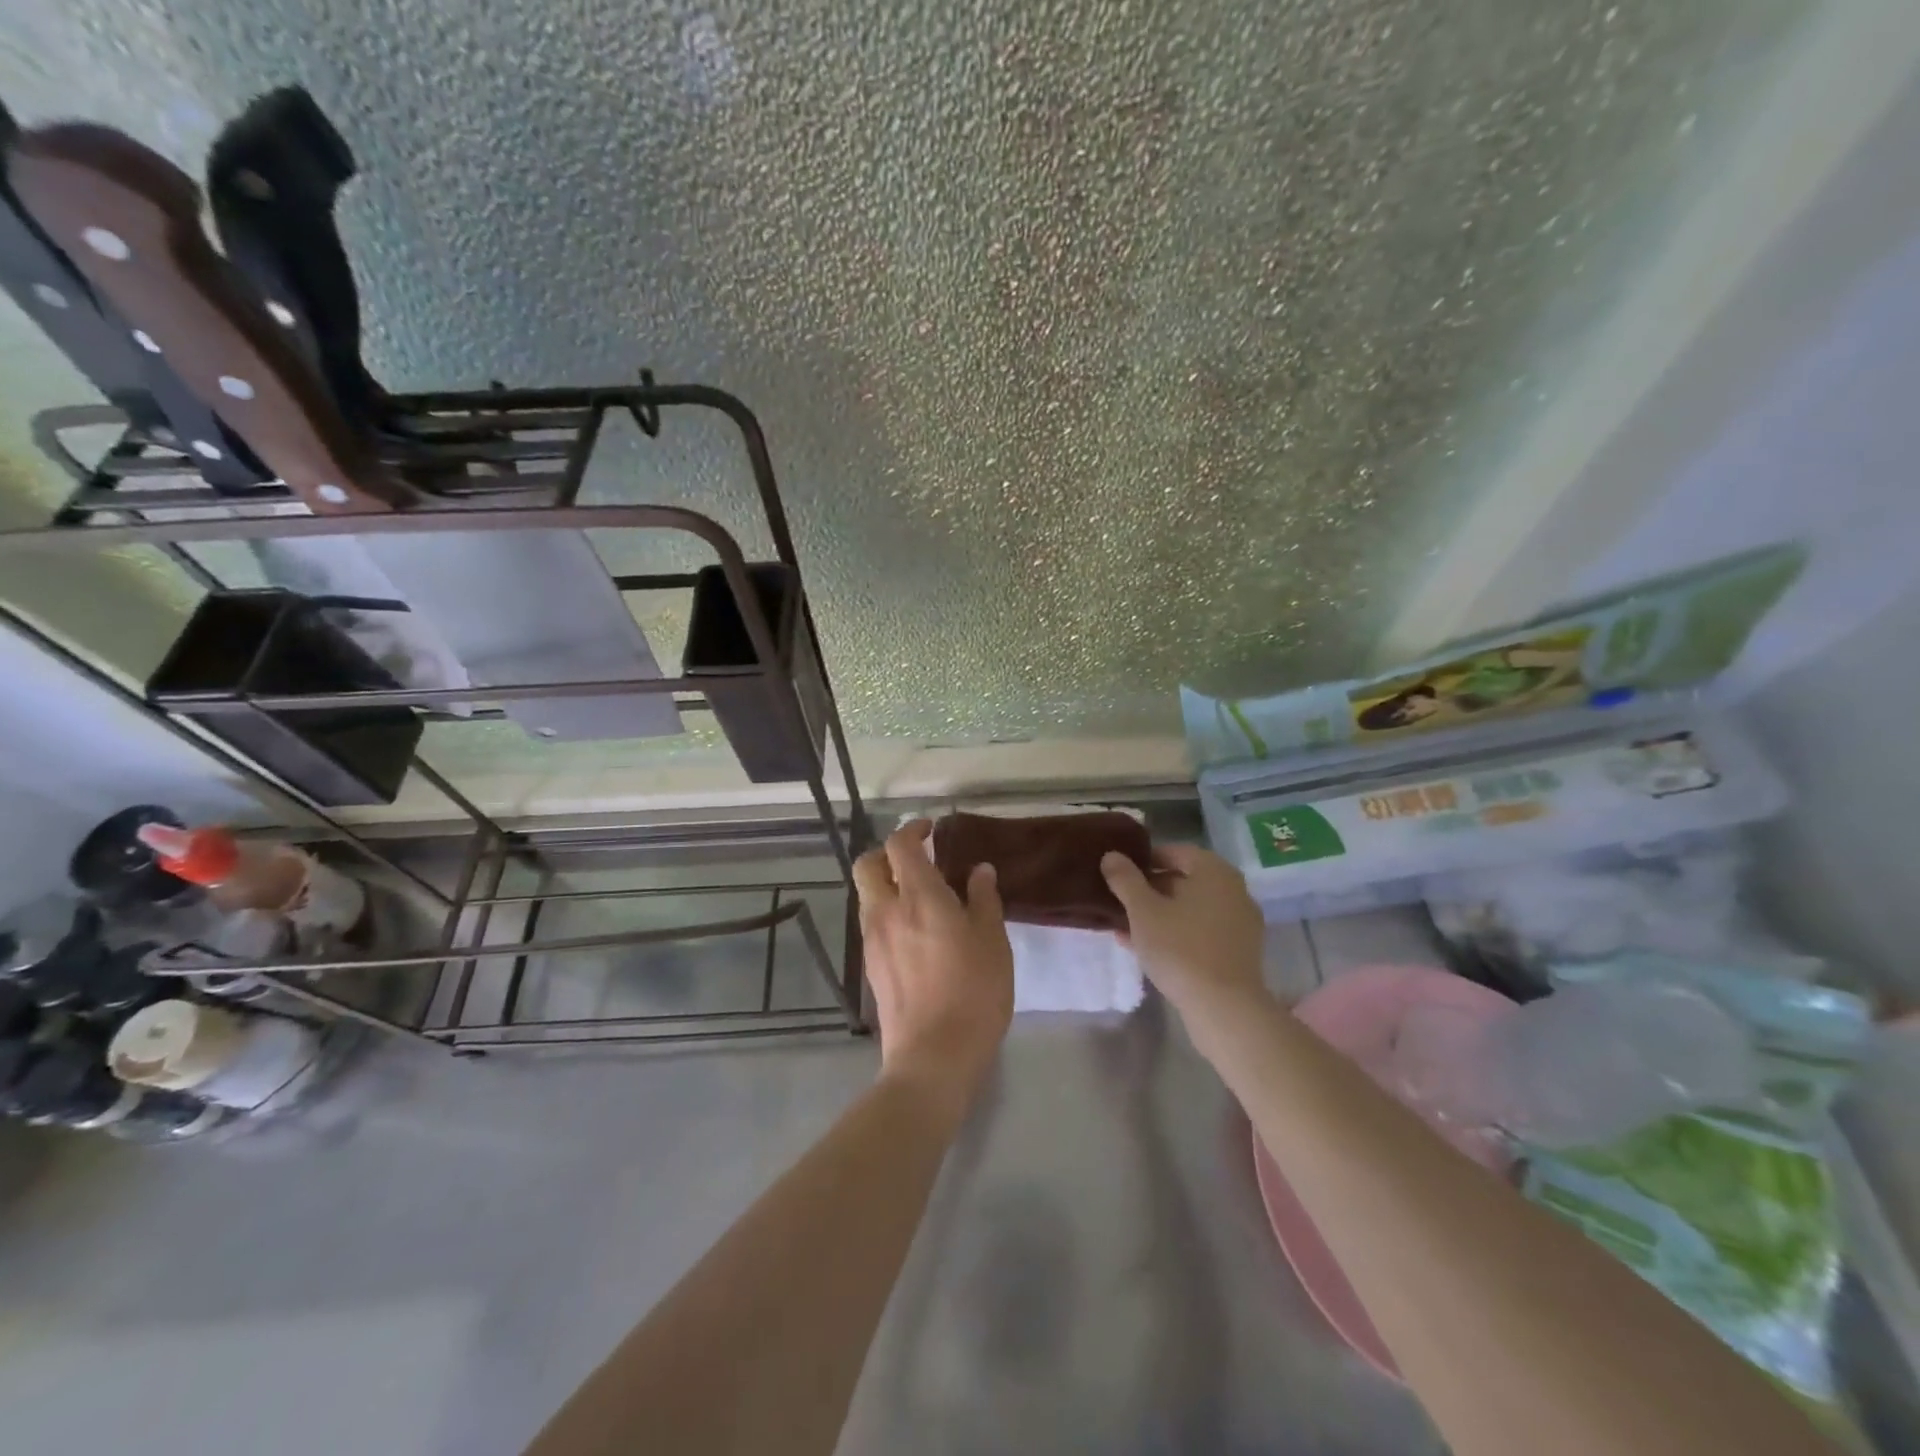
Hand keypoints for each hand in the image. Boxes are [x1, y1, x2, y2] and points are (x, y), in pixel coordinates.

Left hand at [854, 820, 1013, 1109]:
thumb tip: (979, 870)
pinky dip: (888, 911)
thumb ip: (984, 899)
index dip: (913, 830)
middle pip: (868, 865)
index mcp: (917, 896)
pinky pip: (873, 922)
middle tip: (918, 860)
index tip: (932, 830)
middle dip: (888, 854)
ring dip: (887, 883)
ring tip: (923, 897)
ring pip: (867, 894)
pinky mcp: (871, 966)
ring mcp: (873, 940)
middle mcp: (885, 911)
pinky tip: (917, 931)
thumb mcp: (992, 941)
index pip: (900, 845)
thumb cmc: (973, 992)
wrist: (933, 1056)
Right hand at [1100, 844, 1267, 1025]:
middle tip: (1120, 904)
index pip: (1174, 852)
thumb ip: (1125, 879)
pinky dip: (1177, 934)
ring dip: (1160, 915)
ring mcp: (1240, 922)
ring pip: (1190, 909)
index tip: (1119, 876)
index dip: (1144, 861)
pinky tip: (1149, 950)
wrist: (1224, 1008)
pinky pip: (1201, 931)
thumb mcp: (1143, 911)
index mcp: (1214, 871)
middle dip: (1150, 891)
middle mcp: (1233, 889)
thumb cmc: (1180, 948)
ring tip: (1127, 929)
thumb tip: (1112, 855)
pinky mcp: (1239, 951)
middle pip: (1184, 880)